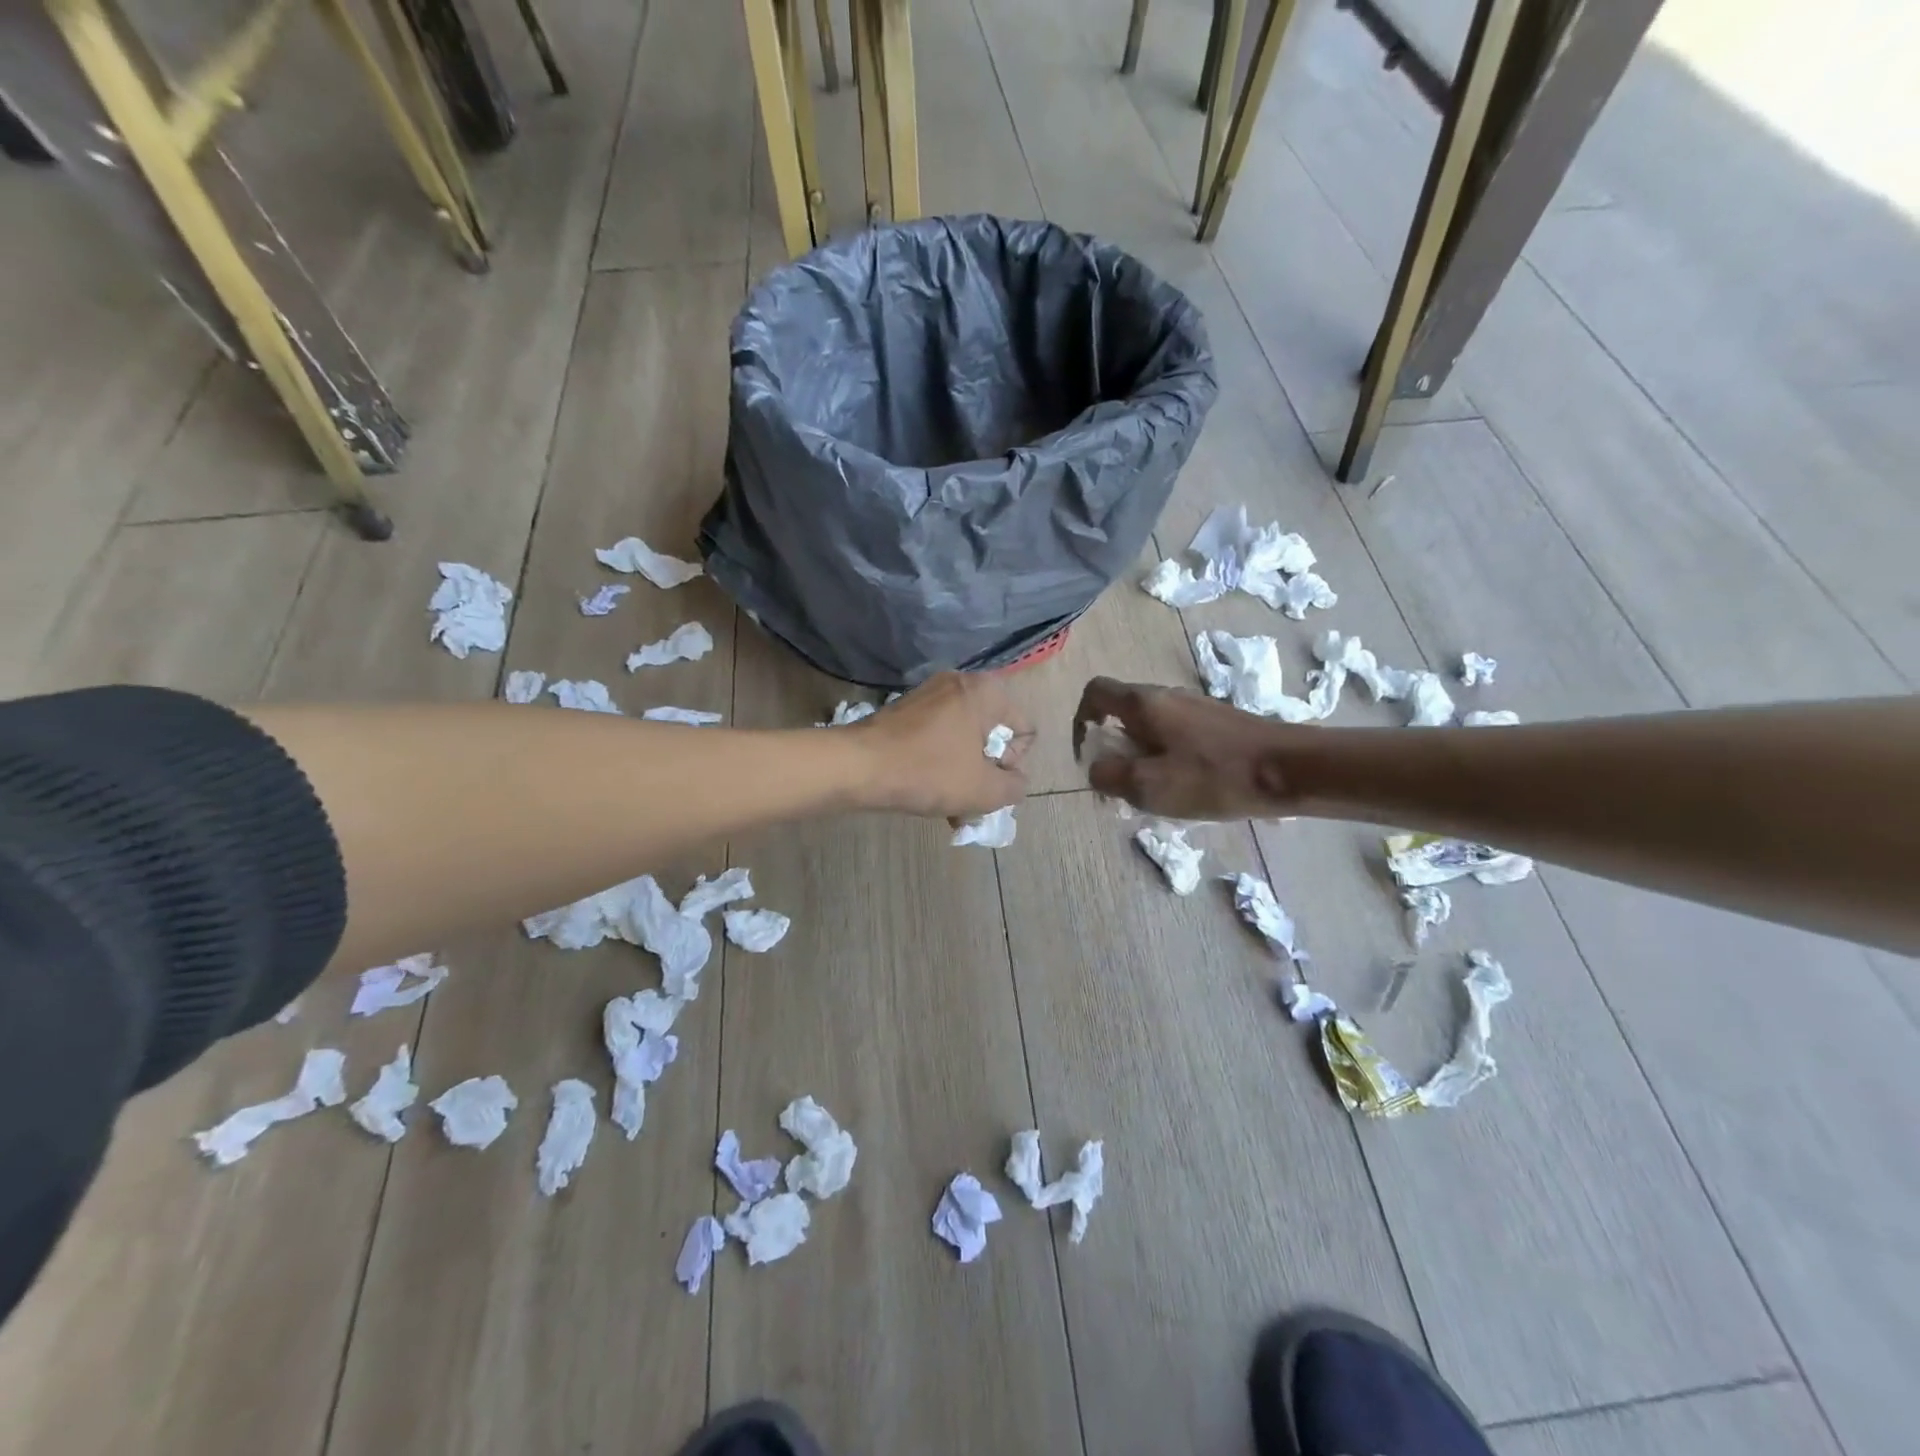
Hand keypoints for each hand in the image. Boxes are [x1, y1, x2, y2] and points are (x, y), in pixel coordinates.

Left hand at [853, 672, 1032, 817]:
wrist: (857, 765)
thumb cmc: (928, 772)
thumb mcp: (984, 790)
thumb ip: (1014, 787)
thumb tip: (1015, 781)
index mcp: (986, 692)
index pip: (1024, 731)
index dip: (1012, 764)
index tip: (987, 780)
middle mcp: (961, 682)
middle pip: (993, 734)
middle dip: (986, 771)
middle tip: (971, 800)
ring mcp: (930, 694)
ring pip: (964, 739)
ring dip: (964, 773)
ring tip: (950, 807)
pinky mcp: (907, 709)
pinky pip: (939, 737)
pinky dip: (941, 762)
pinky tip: (929, 793)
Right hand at [1072, 676, 1304, 818]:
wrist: (1291, 769)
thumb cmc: (1214, 776)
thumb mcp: (1149, 786)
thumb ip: (1109, 776)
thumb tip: (1096, 768)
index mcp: (1144, 703)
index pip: (1095, 692)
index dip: (1081, 720)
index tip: (1090, 754)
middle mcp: (1167, 695)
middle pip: (1122, 713)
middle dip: (1115, 749)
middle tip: (1124, 786)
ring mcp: (1195, 707)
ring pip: (1151, 728)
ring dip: (1142, 758)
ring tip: (1158, 794)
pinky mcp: (1217, 723)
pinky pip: (1176, 736)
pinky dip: (1168, 759)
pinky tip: (1188, 788)